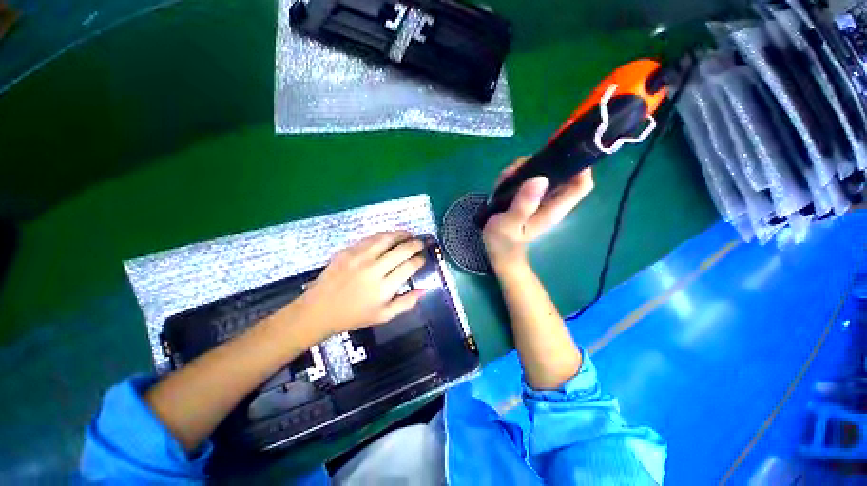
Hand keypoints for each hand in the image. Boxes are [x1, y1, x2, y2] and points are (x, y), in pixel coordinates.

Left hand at [296, 231, 426, 336]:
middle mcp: (374, 269)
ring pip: (386, 239)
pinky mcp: (347, 251)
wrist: (319, 310)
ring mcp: (359, 258)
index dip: (420, 260)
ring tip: (408, 234)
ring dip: (400, 234)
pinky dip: (383, 235)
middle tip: (421, 242)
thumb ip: (406, 303)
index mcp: (383, 288)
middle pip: (401, 250)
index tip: (423, 258)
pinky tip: (388, 236)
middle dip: (415, 244)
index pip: (409, 266)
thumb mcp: (383, 316)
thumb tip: (424, 289)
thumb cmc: (354, 316)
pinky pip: (369, 239)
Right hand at [483, 157, 593, 270]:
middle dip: (541, 163)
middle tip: (516, 169)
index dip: (579, 166)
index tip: (558, 153)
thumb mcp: (509, 224)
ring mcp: (540, 200)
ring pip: (543, 173)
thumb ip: (523, 204)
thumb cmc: (503, 242)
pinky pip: (529, 179)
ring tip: (505, 177)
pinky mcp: (529, 199)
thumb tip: (540, 178)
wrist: (497, 253)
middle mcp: (551, 202)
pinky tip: (502, 183)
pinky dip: (517, 176)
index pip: (581, 184)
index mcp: (553, 209)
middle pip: (561, 173)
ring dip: (524, 169)